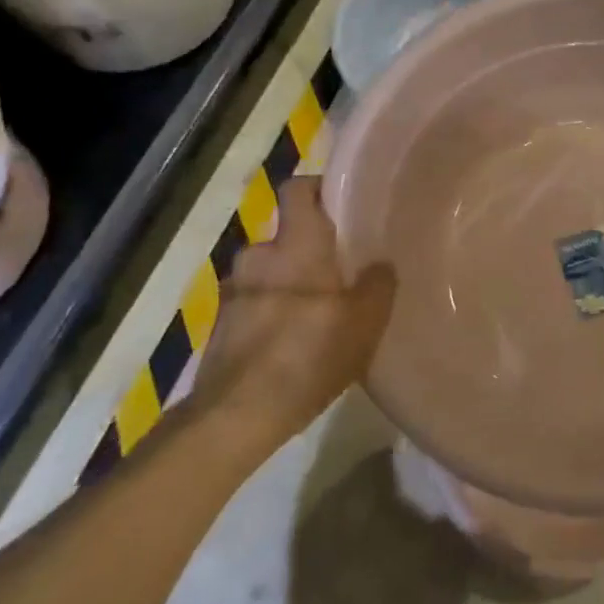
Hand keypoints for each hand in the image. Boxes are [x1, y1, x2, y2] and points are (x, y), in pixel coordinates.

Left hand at [187, 177, 395, 446]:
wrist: (236, 415)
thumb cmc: (308, 355)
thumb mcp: (364, 322)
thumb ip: (378, 285)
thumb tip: (380, 266)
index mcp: (295, 246)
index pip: (298, 189)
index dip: (319, 188)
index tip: (342, 201)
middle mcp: (259, 258)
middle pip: (286, 235)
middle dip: (309, 247)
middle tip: (341, 267)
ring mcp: (234, 292)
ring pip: (269, 271)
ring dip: (289, 282)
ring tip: (318, 309)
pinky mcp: (222, 325)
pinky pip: (255, 302)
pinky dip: (273, 310)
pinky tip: (294, 340)